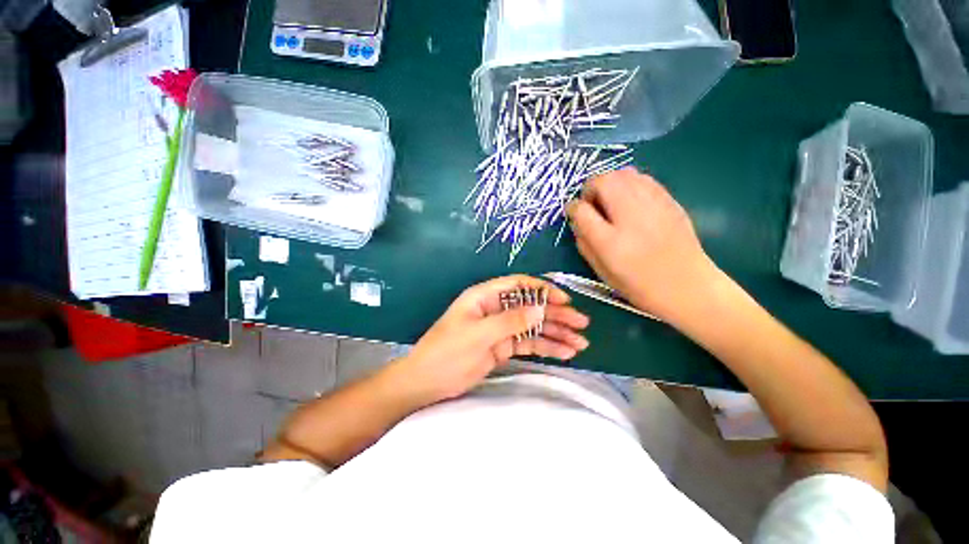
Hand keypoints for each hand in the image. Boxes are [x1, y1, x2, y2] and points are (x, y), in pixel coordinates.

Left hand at [387, 275, 589, 402]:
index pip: (519, 285)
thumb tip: (541, 308)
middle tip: (581, 324)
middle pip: (530, 306)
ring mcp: (500, 329)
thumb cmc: (447, 353)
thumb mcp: (479, 335)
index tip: (565, 301)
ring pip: (533, 326)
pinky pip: (528, 343)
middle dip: (556, 314)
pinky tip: (564, 353)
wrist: (427, 382)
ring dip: (555, 333)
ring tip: (580, 344)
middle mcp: (495, 309)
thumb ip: (510, 321)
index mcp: (485, 297)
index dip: (543, 290)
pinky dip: (546, 347)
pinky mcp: (502, 347)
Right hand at [566, 168, 717, 323]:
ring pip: (624, 173)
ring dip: (610, 183)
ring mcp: (653, 204)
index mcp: (610, 241)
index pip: (581, 209)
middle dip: (591, 188)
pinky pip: (643, 178)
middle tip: (593, 205)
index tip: (574, 213)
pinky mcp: (670, 200)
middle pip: (603, 181)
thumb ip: (584, 243)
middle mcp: (630, 216)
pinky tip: (631, 201)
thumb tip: (578, 221)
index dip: (573, 208)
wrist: (687, 286)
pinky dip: (630, 183)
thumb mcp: (601, 271)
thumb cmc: (638, 284)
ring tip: (611, 201)